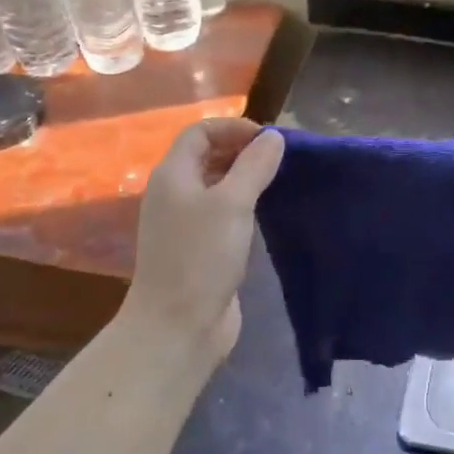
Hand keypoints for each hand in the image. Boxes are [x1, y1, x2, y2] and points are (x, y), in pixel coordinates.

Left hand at [124, 118, 284, 364]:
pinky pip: (221, 216)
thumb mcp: (232, 204)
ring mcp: (184, 224)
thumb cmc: (201, 257)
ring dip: (245, 180)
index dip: (233, 127)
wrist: (177, 326)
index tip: (270, 140)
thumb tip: (273, 138)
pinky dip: (243, 207)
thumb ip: (254, 166)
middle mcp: (174, 194)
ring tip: (280, 183)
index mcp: (173, 175)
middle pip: (206, 157)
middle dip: (241, 151)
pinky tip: (267, 216)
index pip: (200, 132)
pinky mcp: (198, 250)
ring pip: (216, 187)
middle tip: (280, 160)